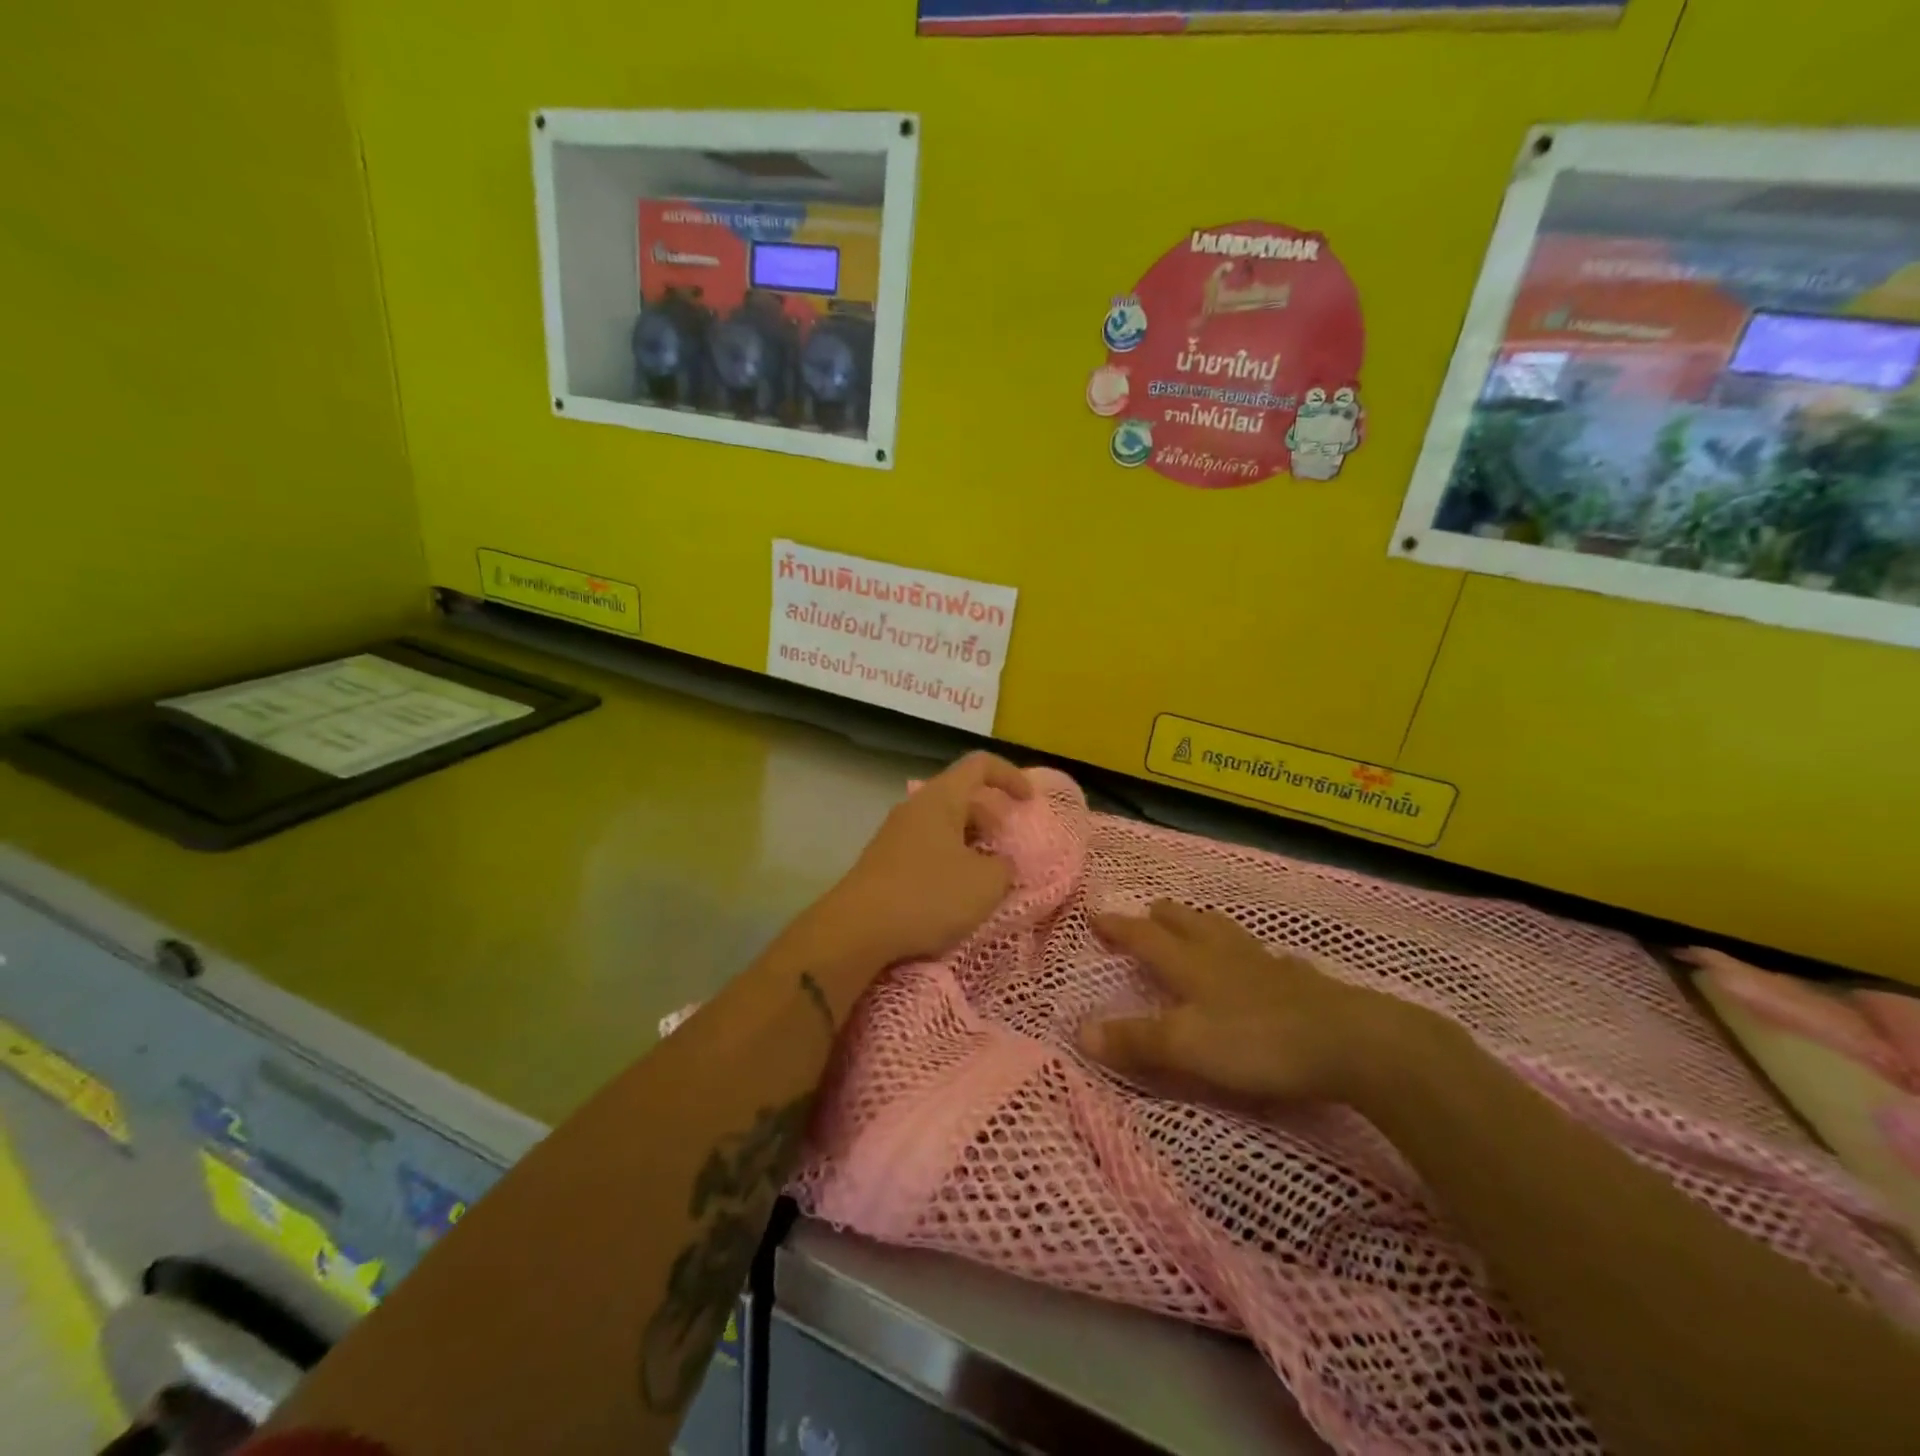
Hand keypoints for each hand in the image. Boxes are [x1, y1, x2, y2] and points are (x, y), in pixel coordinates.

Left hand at [805, 751, 1031, 970]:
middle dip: (992, 820)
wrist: (856, 931)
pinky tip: (954, 896)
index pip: (980, 765)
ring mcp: (895, 835)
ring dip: (971, 846)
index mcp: (940, 798)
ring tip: (986, 879)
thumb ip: (1004, 867)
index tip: (1029, 803)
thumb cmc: (927, 895)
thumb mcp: (985, 884)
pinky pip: (927, 850)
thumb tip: (998, 864)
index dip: (1010, 776)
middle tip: (1008, 852)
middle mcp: (915, 808)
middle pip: (962, 797)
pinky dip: (949, 863)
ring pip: (944, 827)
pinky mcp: (884, 863)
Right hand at [1081, 900, 1438, 1109]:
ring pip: (1226, 933)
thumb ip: (1136, 1040)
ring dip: (1204, 924)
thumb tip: (1080, 1031)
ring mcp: (1265, 964)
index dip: (1119, 927)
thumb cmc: (1257, 1042)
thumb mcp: (1186, 1046)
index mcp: (1191, 965)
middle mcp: (1224, 955)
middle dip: (1162, 917)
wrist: (1348, 1042)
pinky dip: (1254, 954)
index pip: (1145, 937)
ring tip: (1198, 923)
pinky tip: (1266, 962)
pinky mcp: (1300, 982)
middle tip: (1148, 911)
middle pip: (1187, 924)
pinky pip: (1268, 957)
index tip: (1096, 913)